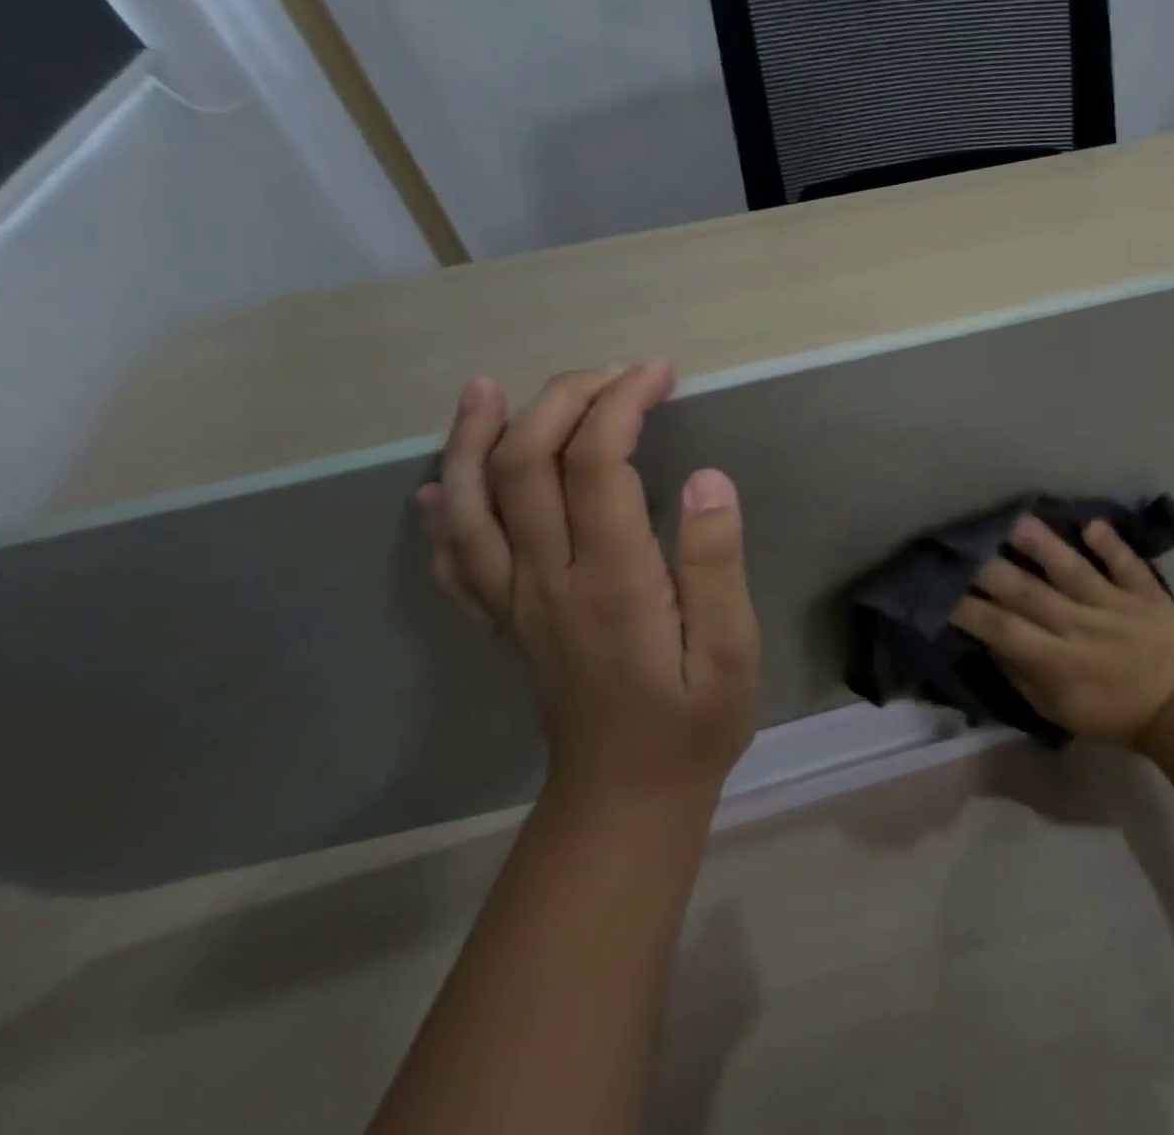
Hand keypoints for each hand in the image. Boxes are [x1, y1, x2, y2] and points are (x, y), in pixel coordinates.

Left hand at [415, 361, 761, 812]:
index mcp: (611, 581)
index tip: (659, 374)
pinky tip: (440, 486)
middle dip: (563, 400)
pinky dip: (443, 512)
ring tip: (486, 391)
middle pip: (526, 465)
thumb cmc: (693, 722)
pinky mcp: (506, 622)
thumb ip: (716, 563)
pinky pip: (455, 559)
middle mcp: (547, 581)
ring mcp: (515, 602)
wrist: (626, 800)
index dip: (622, 404)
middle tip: (613, 373)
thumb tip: (707, 478)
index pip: (597, 464)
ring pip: (473, 503)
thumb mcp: (732, 649)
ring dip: (475, 438)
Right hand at [950, 516, 1173, 743]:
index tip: (943, 591)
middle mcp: (1081, 627)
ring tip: (1019, 521)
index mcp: (1058, 661)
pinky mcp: (1144, 593)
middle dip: (995, 571)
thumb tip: (987, 639)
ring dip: (1047, 547)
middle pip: (1031, 594)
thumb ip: (1020, 674)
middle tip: (966, 546)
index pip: (1006, 630)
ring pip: (1075, 572)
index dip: (973, 611)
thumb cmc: (1109, 712)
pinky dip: (1112, 545)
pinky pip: (1127, 566)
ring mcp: (1114, 606)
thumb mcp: (1056, 710)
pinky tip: (1092, 523)